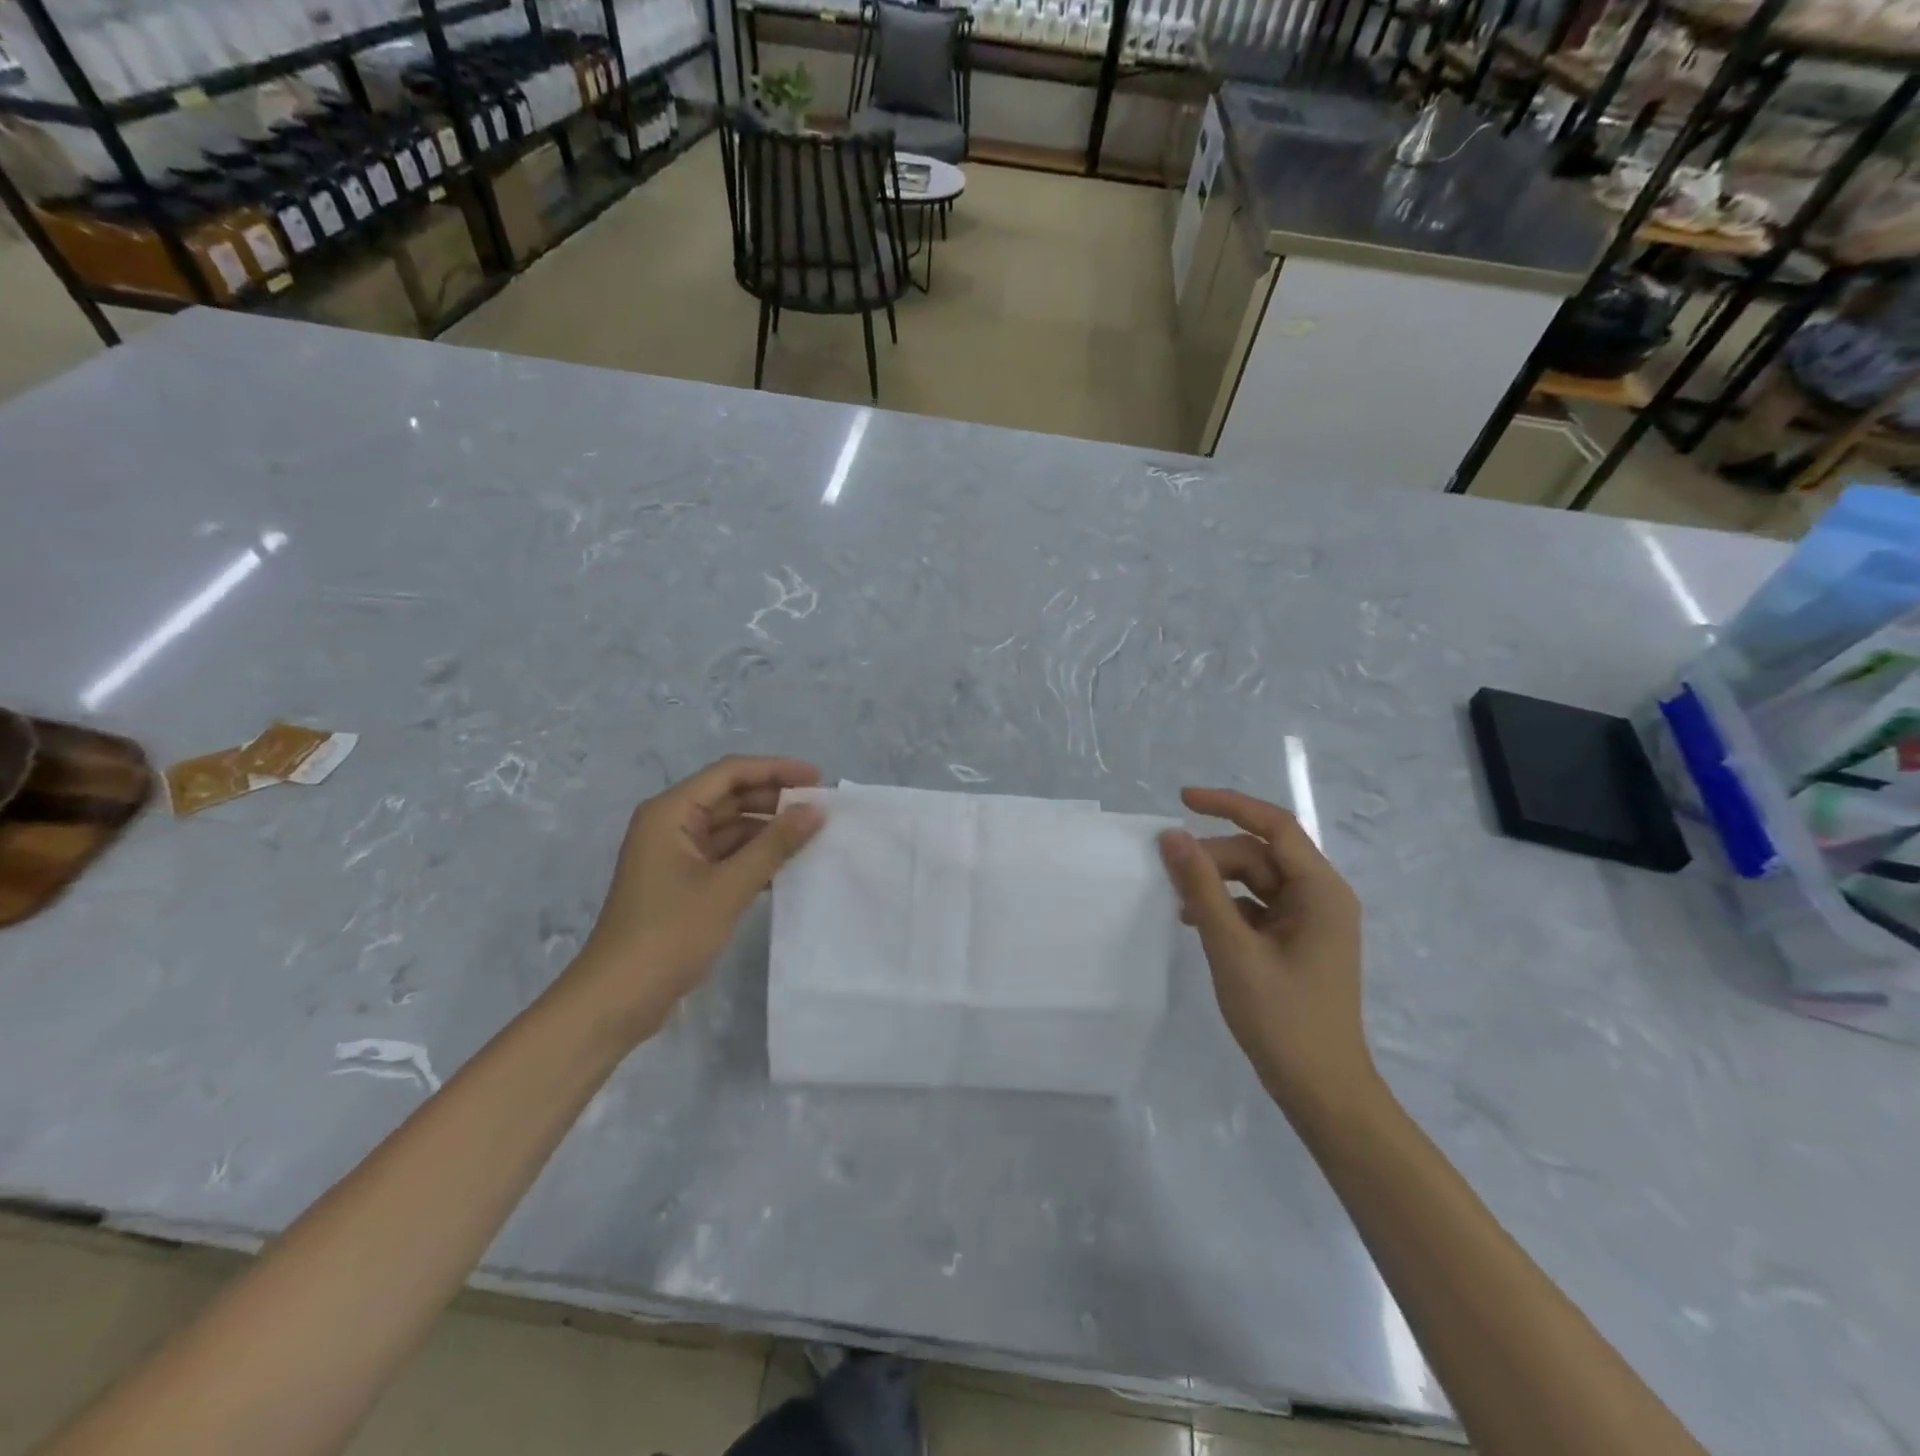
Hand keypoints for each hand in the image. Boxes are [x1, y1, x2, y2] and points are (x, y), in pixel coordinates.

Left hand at [567, 755, 823, 1041]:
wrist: (617, 1000)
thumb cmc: (669, 935)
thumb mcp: (728, 887)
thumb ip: (774, 844)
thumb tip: (815, 810)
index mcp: (670, 813)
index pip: (730, 773)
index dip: (775, 770)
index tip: (818, 779)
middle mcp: (671, 825)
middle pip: (730, 797)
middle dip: (774, 800)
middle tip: (821, 810)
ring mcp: (676, 856)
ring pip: (730, 829)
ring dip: (768, 831)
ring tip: (813, 837)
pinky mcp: (683, 884)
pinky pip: (726, 857)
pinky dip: (755, 858)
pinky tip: (788, 868)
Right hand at [1157, 788, 1374, 1121]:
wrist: (1322, 1090)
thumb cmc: (1282, 1019)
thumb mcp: (1232, 948)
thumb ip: (1201, 888)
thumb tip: (1171, 836)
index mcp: (1320, 891)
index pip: (1274, 826)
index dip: (1228, 805)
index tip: (1182, 800)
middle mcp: (1321, 896)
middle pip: (1260, 855)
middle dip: (1214, 857)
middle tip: (1169, 874)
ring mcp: (1310, 921)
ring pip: (1256, 880)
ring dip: (1216, 883)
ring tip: (1178, 903)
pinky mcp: (1297, 942)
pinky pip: (1257, 906)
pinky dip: (1226, 906)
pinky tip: (1196, 921)